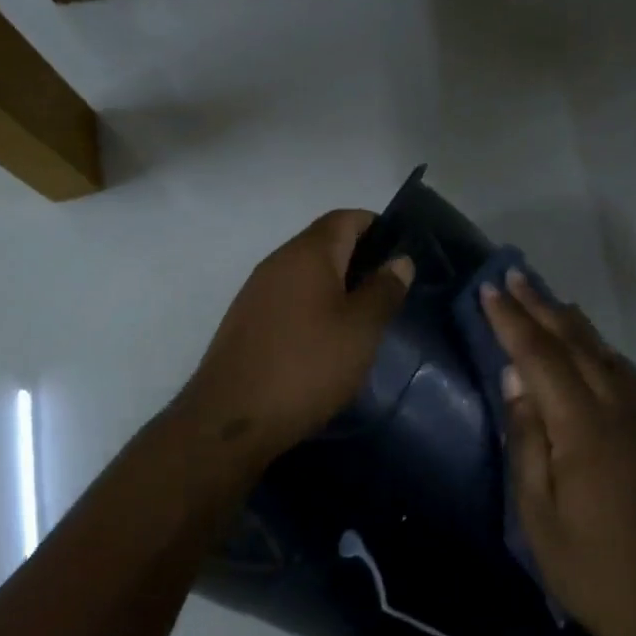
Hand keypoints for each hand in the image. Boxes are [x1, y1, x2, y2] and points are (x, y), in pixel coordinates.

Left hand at [179, 210, 414, 472]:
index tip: (403, 252)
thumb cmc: (307, 367)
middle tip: (390, 290)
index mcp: (307, 253)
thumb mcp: (360, 330)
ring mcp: (256, 292)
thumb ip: (383, 290)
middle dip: (359, 258)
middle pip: (324, 243)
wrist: (232, 418)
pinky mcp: (246, 321)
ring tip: (363, 316)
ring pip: (305, 274)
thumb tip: (399, 260)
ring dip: (335, 285)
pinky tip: (326, 338)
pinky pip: (288, 299)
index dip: (377, 226)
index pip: (345, 218)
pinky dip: (312, 306)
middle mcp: (277, 262)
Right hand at [480, 270, 635, 635]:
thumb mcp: (536, 511)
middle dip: (541, 307)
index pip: (540, 358)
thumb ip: (526, 438)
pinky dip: (597, 349)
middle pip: (576, 344)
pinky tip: (585, 348)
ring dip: (570, 322)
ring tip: (543, 299)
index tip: (489, 290)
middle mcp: (618, 411)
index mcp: (583, 429)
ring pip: (604, 354)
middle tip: (513, 275)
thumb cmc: (589, 567)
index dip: (512, 321)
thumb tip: (515, 378)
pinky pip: (622, 375)